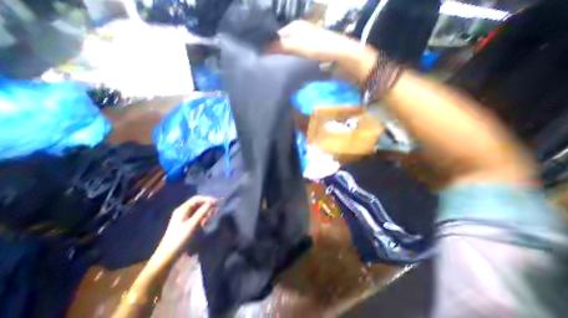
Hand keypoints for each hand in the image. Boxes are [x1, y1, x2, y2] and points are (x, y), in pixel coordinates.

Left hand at [151, 196, 218, 265]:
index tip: (217, 202)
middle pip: (198, 203)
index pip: (197, 199)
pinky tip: (205, 222)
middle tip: (216, 209)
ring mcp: (184, 217)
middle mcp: (183, 211)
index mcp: (183, 209)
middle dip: (207, 205)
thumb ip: (202, 212)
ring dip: (206, 211)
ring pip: (198, 210)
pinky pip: (196, 216)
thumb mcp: (192, 224)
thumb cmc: (180, 238)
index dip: (207, 199)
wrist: (168, 254)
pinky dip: (202, 217)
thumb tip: (211, 202)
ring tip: (211, 217)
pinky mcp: (186, 223)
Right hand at [271, 20, 375, 80]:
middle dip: (274, 58)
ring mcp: (304, 50)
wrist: (346, 60)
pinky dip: (291, 70)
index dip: (267, 47)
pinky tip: (286, 77)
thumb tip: (262, 50)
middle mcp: (298, 37)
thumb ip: (281, 47)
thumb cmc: (324, 48)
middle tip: (265, 70)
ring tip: (272, 75)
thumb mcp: (300, 45)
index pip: (275, 37)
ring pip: (288, 57)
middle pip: (281, 48)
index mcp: (295, 28)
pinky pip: (295, 66)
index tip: (260, 60)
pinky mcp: (309, 61)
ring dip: (282, 65)